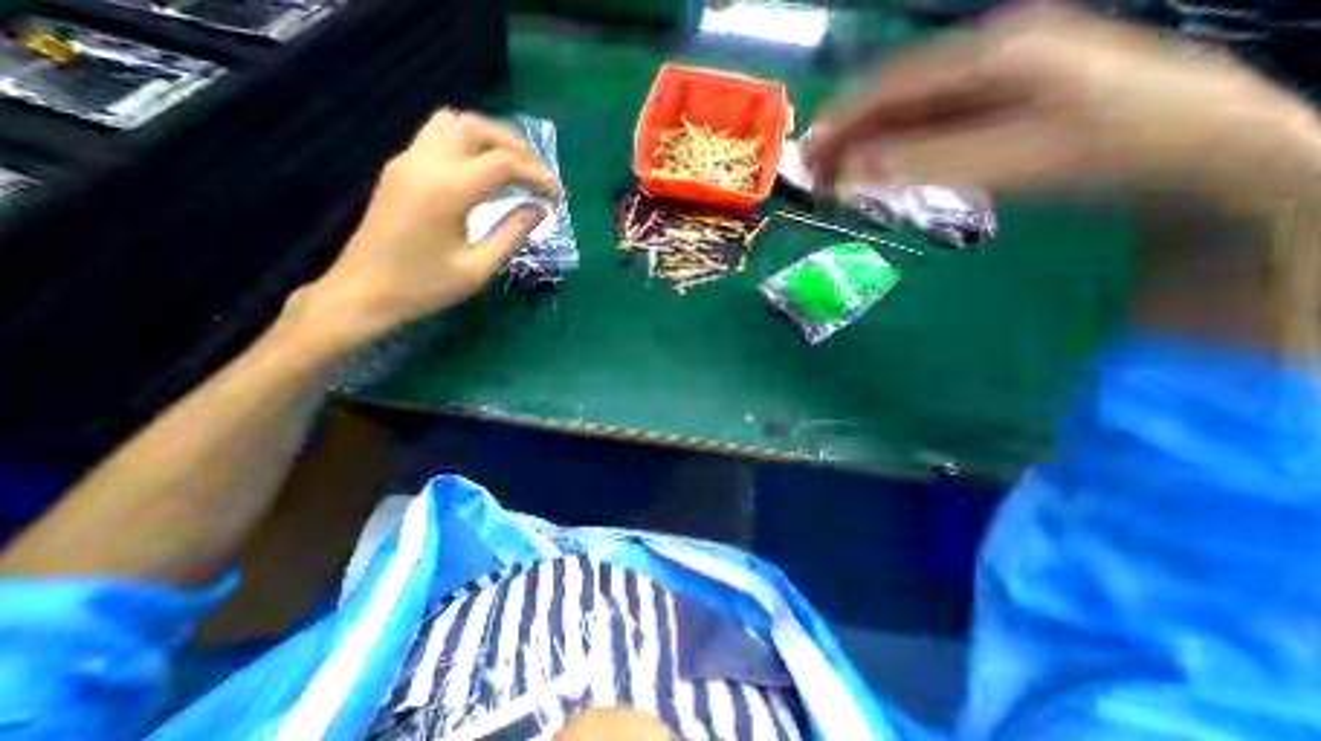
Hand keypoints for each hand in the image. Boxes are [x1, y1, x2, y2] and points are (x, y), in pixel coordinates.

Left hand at [289, 109, 552, 348]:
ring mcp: (407, 161)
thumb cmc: (425, 286)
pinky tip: (483, 171)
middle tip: (537, 176)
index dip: (536, 175)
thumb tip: (539, 210)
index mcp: (447, 190)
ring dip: (489, 138)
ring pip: (453, 123)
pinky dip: (468, 143)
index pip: (502, 163)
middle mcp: (424, 163)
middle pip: (477, 128)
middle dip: (515, 146)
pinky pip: (438, 136)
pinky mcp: (399, 169)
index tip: (557, 196)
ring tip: (513, 167)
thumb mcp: (478, 268)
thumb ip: (512, 233)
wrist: (363, 292)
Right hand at [804, 3, 1319, 203]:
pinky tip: (885, 170)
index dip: (844, 120)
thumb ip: (926, 163)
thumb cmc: (1110, 150)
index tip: (809, 155)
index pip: (892, 84)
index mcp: (993, 53)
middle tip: (817, 174)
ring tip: (839, 178)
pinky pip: (933, 124)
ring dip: (871, 144)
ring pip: (912, 111)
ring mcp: (997, 78)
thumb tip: (854, 171)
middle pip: (897, 95)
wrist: (1200, 148)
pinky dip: (900, 149)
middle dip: (851, 134)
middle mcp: (989, 55)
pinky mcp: (1001, 103)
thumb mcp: (1013, 158)